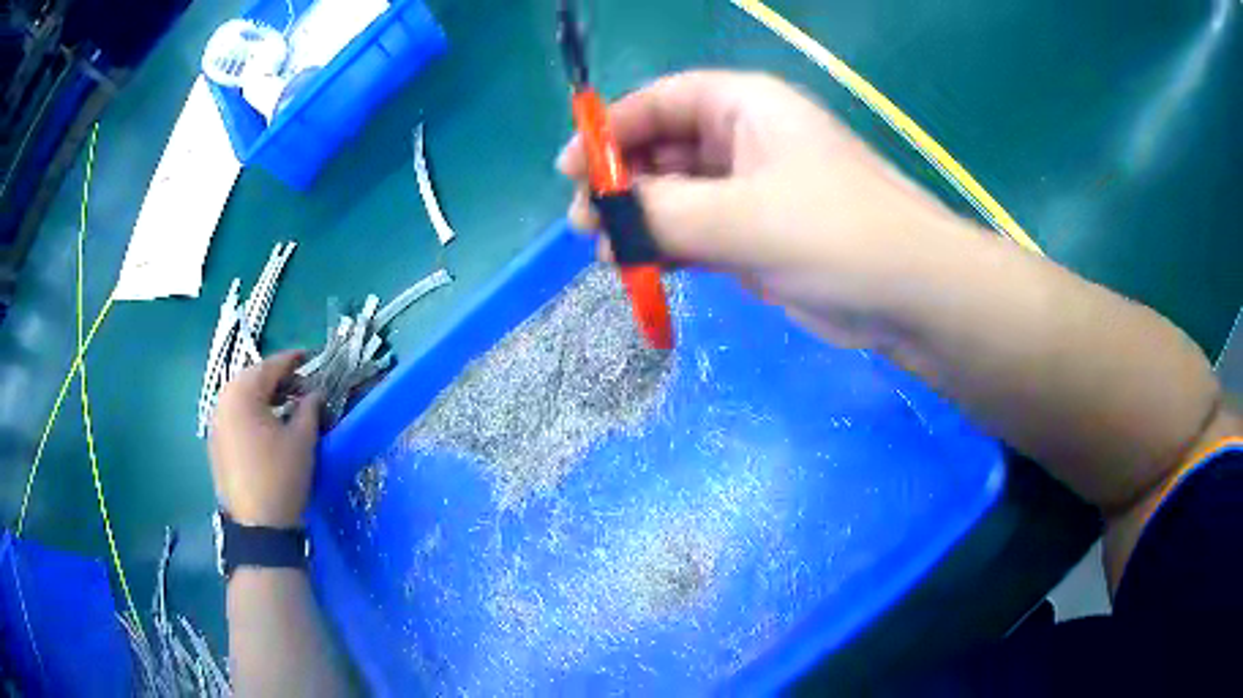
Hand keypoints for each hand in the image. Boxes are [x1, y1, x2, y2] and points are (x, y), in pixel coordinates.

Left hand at [209, 351, 321, 527]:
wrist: (258, 527)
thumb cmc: (281, 477)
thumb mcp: (303, 439)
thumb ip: (310, 407)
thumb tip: (314, 393)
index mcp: (242, 393)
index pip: (271, 366)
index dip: (293, 360)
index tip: (312, 356)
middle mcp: (223, 400)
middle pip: (252, 378)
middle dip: (277, 379)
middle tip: (301, 387)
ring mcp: (215, 423)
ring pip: (241, 398)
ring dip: (264, 397)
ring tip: (286, 407)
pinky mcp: (215, 443)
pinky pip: (234, 416)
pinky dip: (251, 414)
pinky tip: (267, 427)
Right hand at [557, 70, 975, 348]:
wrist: (911, 296)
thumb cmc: (837, 234)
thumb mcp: (742, 217)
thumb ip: (664, 212)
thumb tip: (604, 216)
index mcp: (746, 107)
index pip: (662, 102)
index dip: (612, 129)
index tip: (571, 168)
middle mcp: (746, 140)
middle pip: (664, 148)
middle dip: (622, 183)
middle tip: (586, 224)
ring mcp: (752, 191)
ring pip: (678, 195)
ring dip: (641, 220)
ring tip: (607, 254)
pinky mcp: (757, 236)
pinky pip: (697, 232)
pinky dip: (668, 247)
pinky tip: (642, 269)